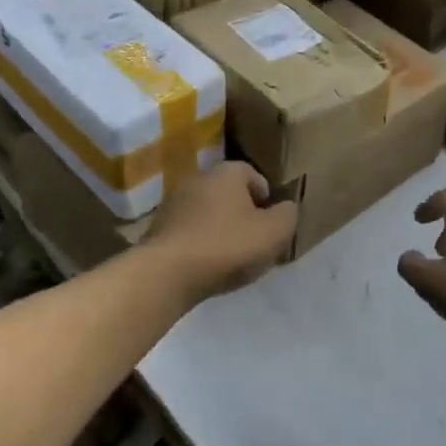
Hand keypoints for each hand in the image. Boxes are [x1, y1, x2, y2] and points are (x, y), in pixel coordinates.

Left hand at [143, 163, 297, 304]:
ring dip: (218, 227)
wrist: (167, 273)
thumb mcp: (274, 232)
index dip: (266, 198)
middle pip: (228, 192)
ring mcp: (173, 201)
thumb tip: (286, 207)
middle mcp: (198, 178)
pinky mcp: (157, 226)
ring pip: (206, 211)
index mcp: (227, 173)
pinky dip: (199, 241)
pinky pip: (188, 229)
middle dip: (241, 212)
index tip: (270, 223)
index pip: (253, 175)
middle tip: (253, 240)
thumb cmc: (227, 246)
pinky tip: (205, 264)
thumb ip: (287, 215)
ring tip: (229, 256)